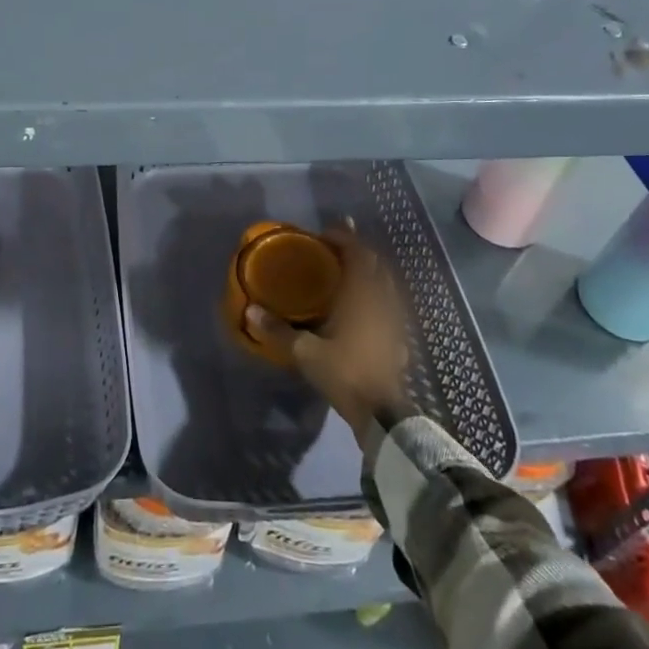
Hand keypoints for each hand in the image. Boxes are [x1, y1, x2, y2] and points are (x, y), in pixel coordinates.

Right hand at [249, 227, 408, 438]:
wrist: (383, 416)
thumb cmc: (346, 374)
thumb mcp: (306, 353)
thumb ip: (279, 332)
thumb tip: (250, 312)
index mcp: (364, 297)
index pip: (359, 255)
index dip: (344, 239)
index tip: (325, 233)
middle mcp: (383, 303)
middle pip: (376, 267)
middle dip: (357, 254)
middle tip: (335, 249)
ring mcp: (395, 323)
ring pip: (385, 288)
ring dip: (368, 276)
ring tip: (347, 276)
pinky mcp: (398, 342)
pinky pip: (387, 309)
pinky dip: (375, 300)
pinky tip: (361, 312)